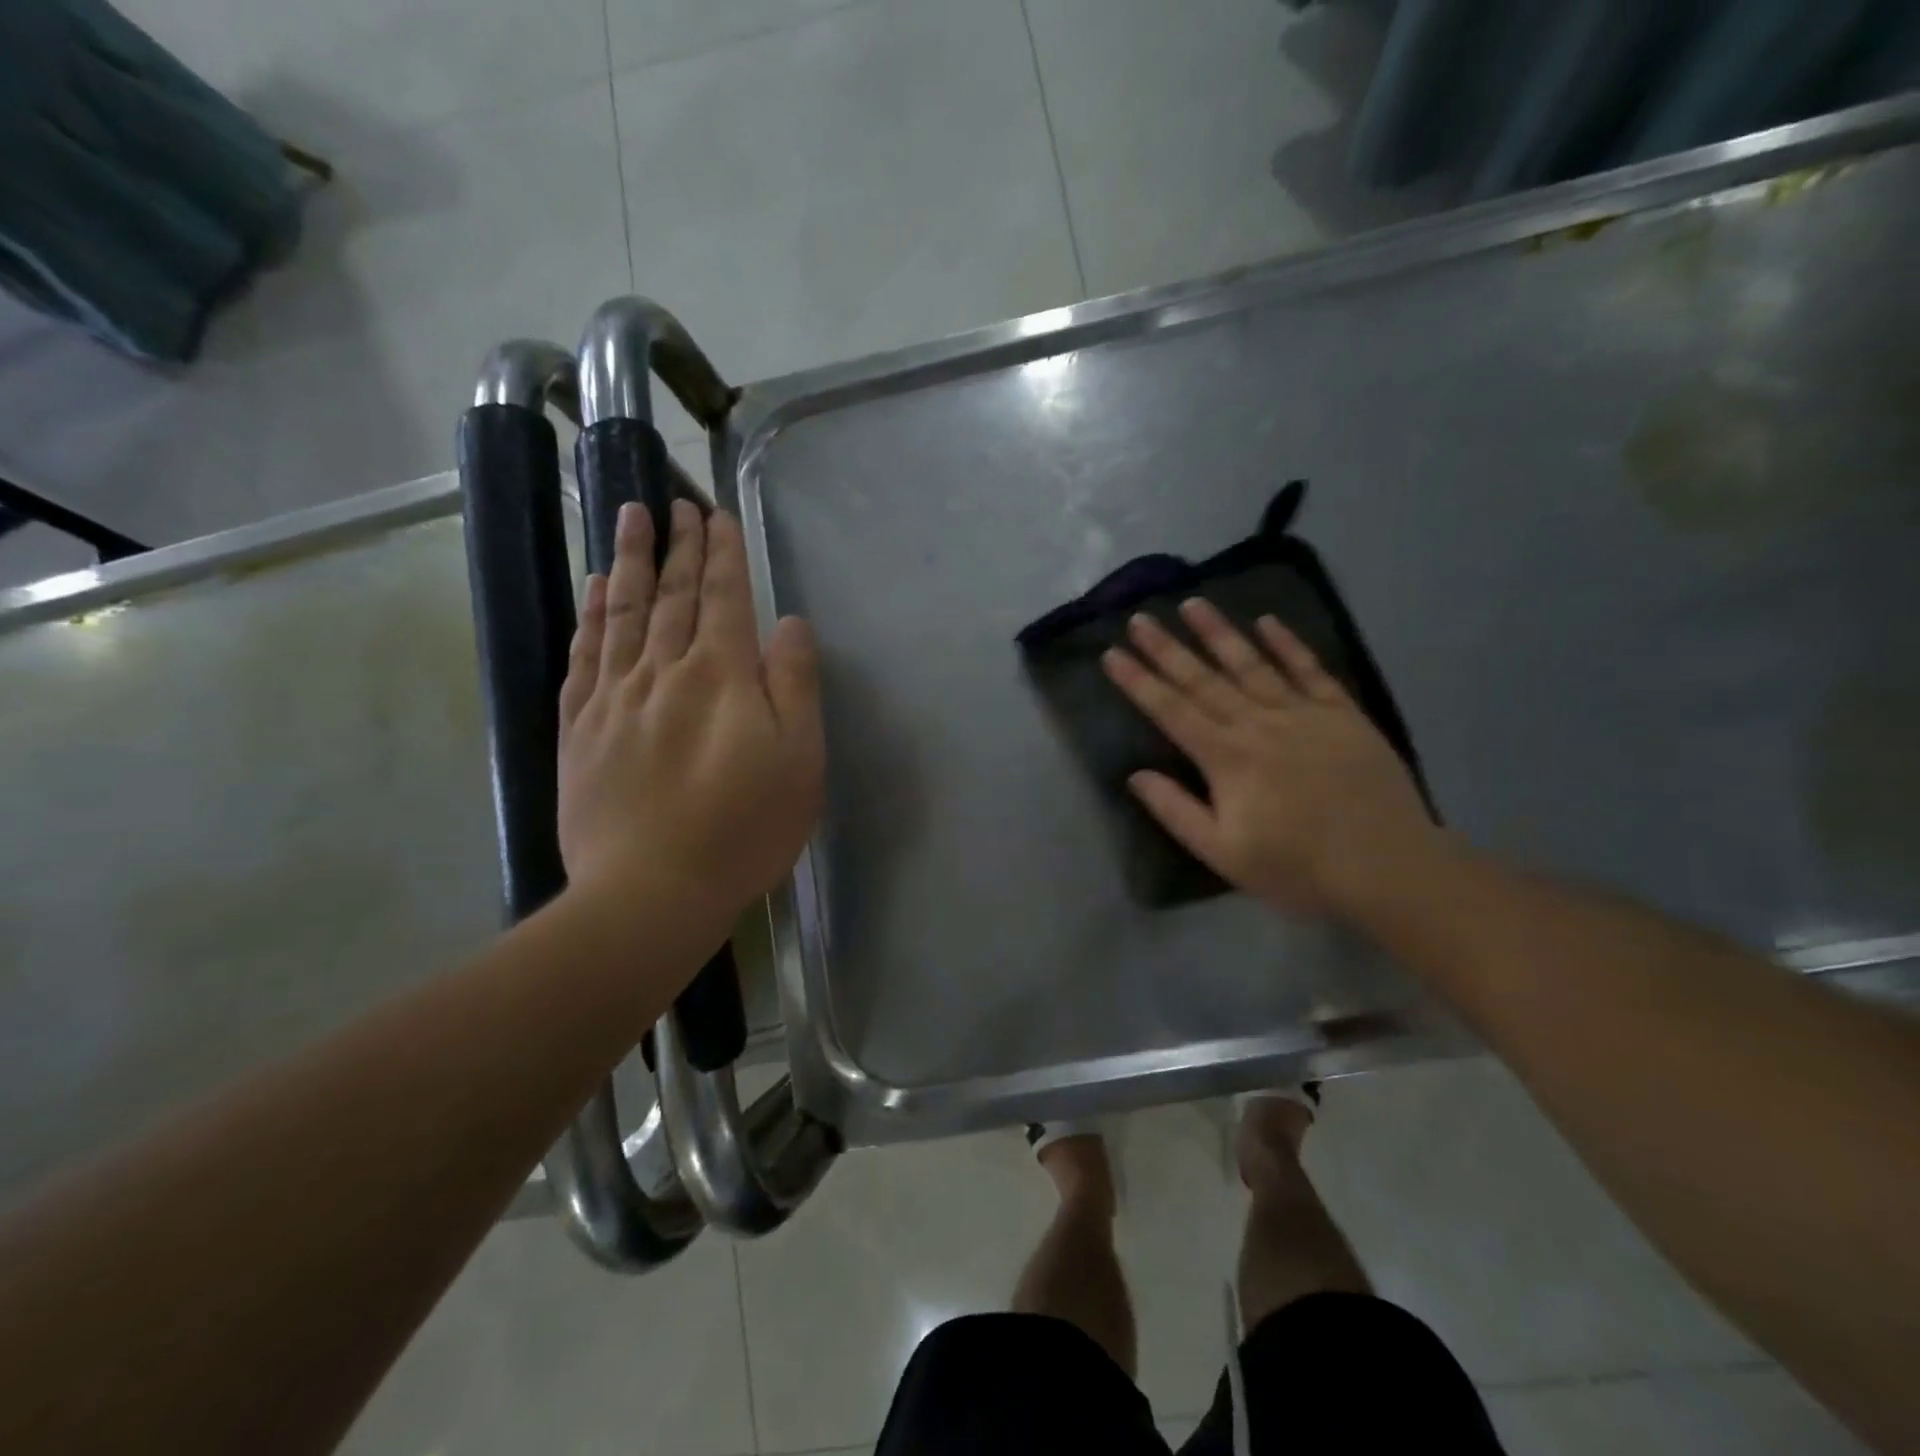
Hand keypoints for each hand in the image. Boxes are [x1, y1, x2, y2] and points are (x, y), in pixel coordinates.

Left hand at [558, 499, 824, 942]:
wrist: (650, 892)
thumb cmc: (744, 829)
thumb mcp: (799, 761)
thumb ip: (795, 685)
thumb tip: (788, 623)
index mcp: (721, 676)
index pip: (721, 598)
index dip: (721, 554)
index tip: (717, 515)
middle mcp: (663, 671)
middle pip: (671, 595)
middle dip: (678, 546)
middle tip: (677, 503)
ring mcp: (614, 698)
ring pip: (622, 613)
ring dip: (629, 561)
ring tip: (630, 516)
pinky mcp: (580, 729)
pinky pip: (584, 656)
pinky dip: (590, 616)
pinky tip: (594, 590)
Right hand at [1100, 600, 1440, 918]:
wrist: (1388, 866)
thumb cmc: (1297, 867)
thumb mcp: (1224, 853)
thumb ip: (1176, 811)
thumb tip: (1136, 775)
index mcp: (1226, 758)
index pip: (1171, 711)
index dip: (1138, 682)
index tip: (1112, 654)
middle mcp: (1258, 724)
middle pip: (1203, 679)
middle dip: (1167, 648)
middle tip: (1139, 618)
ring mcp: (1303, 713)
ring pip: (1252, 664)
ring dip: (1219, 632)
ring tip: (1192, 603)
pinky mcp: (1342, 713)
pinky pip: (1310, 669)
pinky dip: (1288, 644)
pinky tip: (1267, 621)